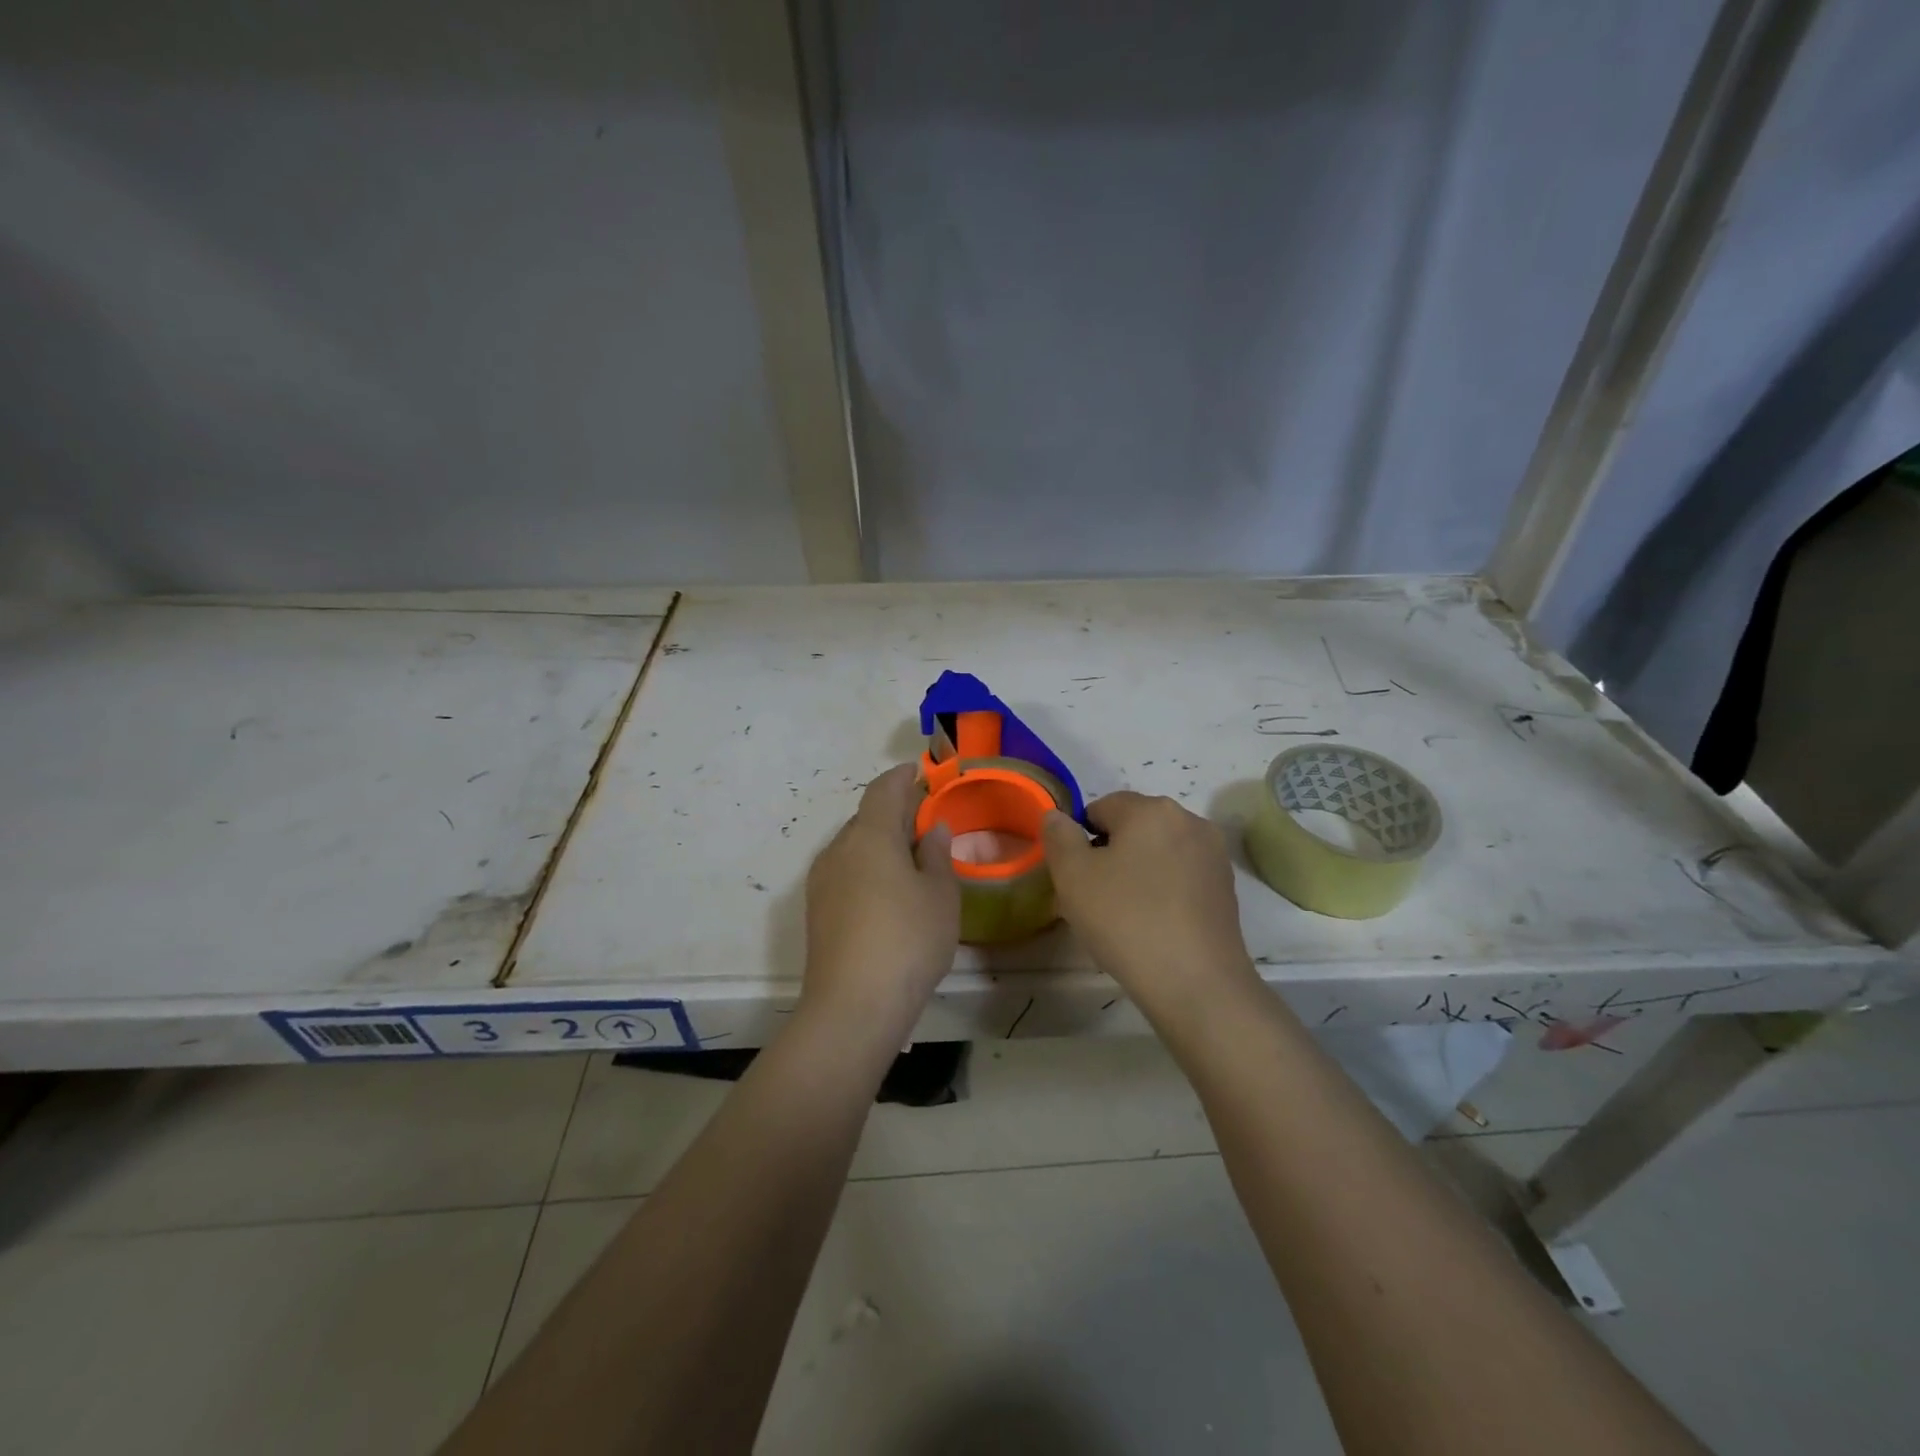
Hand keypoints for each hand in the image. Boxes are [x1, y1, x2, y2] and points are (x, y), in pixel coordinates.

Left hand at [802, 763, 959, 1037]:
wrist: (852, 1006)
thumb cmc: (908, 941)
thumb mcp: (940, 896)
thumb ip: (938, 856)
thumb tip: (933, 829)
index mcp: (870, 835)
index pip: (884, 790)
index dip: (902, 776)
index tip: (919, 770)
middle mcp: (839, 849)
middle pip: (866, 817)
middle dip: (894, 812)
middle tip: (925, 820)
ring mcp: (821, 881)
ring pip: (854, 846)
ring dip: (880, 842)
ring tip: (911, 858)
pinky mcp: (816, 910)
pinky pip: (846, 871)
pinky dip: (868, 867)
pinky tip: (888, 891)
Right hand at [1041, 793, 1258, 1015]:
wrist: (1196, 983)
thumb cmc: (1126, 920)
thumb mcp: (1073, 876)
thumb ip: (1059, 836)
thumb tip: (1057, 816)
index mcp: (1151, 809)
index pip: (1101, 807)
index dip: (1081, 840)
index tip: (1077, 879)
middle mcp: (1189, 821)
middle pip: (1133, 828)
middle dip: (1111, 856)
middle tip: (1095, 900)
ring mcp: (1213, 855)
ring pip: (1158, 853)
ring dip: (1137, 874)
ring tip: (1126, 917)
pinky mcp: (1226, 888)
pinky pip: (1181, 878)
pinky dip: (1164, 892)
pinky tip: (1155, 927)